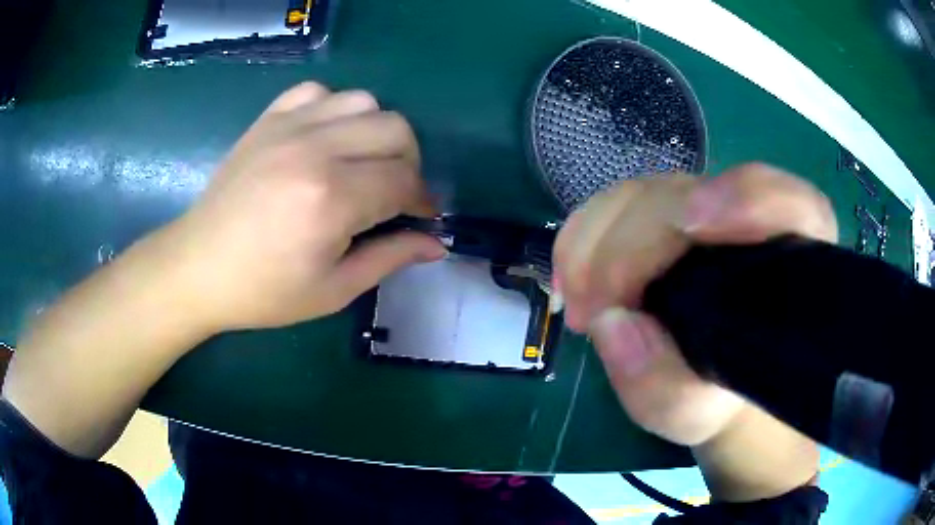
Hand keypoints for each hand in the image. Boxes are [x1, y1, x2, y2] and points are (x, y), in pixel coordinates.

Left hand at [166, 82, 445, 331]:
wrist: (198, 267)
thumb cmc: (264, 291)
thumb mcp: (333, 289)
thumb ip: (390, 258)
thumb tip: (437, 244)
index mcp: (331, 199)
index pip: (403, 181)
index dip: (422, 200)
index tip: (421, 217)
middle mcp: (314, 149)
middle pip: (394, 129)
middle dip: (408, 163)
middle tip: (394, 193)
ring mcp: (288, 127)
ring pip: (363, 101)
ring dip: (376, 131)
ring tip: (362, 163)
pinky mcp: (268, 120)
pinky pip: (318, 92)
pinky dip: (333, 109)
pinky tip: (324, 138)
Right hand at [552, 163, 837, 445]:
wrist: (714, 377)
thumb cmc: (717, 395)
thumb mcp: (698, 414)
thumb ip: (665, 390)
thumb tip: (612, 325)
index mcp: (792, 262)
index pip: (792, 204)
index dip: (745, 199)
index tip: (693, 226)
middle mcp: (752, 220)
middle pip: (689, 195)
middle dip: (630, 246)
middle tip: (592, 312)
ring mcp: (707, 207)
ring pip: (646, 192)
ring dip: (596, 241)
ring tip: (579, 305)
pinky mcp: (668, 210)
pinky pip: (617, 202)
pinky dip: (584, 235)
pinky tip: (573, 278)